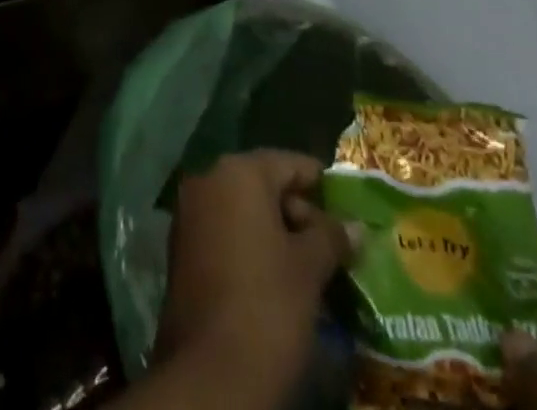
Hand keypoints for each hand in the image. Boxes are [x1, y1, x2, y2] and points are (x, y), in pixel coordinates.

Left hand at [153, 150, 354, 409]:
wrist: (209, 373)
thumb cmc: (267, 305)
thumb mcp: (310, 269)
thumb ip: (331, 237)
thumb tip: (354, 225)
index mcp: (237, 172)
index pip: (288, 163)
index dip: (321, 183)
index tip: (348, 208)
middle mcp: (208, 180)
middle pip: (263, 184)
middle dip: (300, 213)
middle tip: (335, 249)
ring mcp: (189, 213)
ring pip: (243, 210)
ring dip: (276, 233)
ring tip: (313, 269)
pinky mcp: (182, 248)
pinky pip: (225, 232)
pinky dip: (251, 247)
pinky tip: (278, 281)